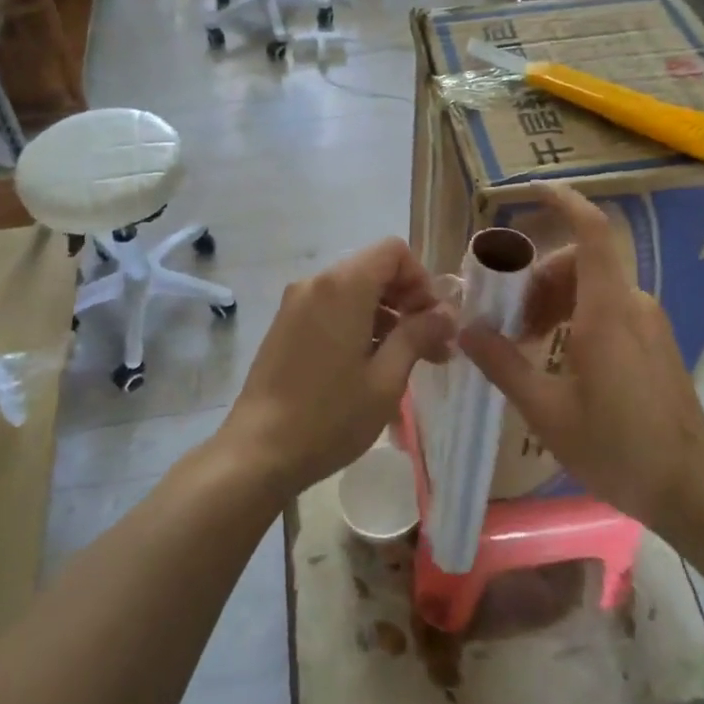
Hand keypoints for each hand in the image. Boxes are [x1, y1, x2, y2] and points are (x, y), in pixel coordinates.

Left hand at [221, 239, 454, 499]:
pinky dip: (358, 325)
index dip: (421, 279)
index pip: (393, 252)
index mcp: (343, 286)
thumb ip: (418, 336)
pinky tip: (370, 367)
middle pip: (374, 269)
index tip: (433, 321)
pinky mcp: (285, 326)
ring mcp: (295, 304)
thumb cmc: (330, 416)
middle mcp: (316, 283)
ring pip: (353, 291)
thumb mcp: (386, 379)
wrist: (258, 452)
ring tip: (406, 363)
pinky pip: (331, 309)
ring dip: (385, 317)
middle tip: (432, 347)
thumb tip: (445, 313)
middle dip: (407, 301)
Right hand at [459, 185, 703, 527]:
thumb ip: (503, 364)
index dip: (565, 204)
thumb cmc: (617, 448)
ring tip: (526, 342)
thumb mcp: (547, 411)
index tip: (532, 192)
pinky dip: (575, 315)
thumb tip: (465, 329)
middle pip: (579, 263)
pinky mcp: (655, 341)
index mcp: (607, 313)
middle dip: (536, 279)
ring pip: (592, 287)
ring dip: (553, 300)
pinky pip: (609, 307)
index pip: (592, 234)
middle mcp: (632, 305)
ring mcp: (649, 323)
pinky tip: (558, 356)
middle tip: (507, 320)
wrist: (692, 488)